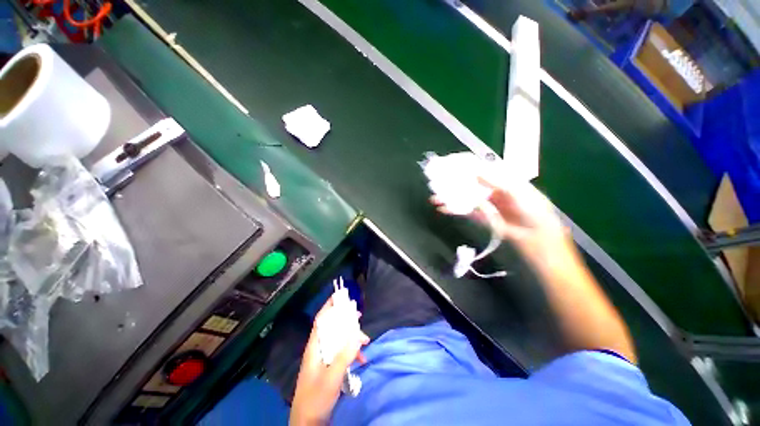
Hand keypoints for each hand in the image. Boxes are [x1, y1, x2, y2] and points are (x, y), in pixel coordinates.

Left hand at [290, 298, 369, 425]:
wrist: (308, 424)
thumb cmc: (315, 398)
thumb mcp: (331, 377)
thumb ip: (344, 356)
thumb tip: (356, 333)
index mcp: (314, 347)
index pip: (321, 320)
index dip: (329, 306)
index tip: (341, 296)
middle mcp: (319, 349)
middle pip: (332, 327)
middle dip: (345, 320)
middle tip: (359, 317)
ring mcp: (324, 359)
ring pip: (339, 340)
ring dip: (351, 337)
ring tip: (365, 340)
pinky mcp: (330, 368)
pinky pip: (342, 353)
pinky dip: (352, 351)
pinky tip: (362, 357)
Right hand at [433, 173, 569, 257]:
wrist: (534, 235)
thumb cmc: (530, 209)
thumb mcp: (516, 191)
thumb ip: (495, 182)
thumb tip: (475, 172)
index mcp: (498, 178)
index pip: (477, 168)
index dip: (463, 166)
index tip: (448, 164)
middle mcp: (487, 188)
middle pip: (466, 183)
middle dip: (451, 182)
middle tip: (436, 181)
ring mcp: (481, 202)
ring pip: (462, 197)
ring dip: (448, 197)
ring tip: (434, 198)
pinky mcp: (478, 215)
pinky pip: (463, 210)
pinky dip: (452, 209)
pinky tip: (441, 209)